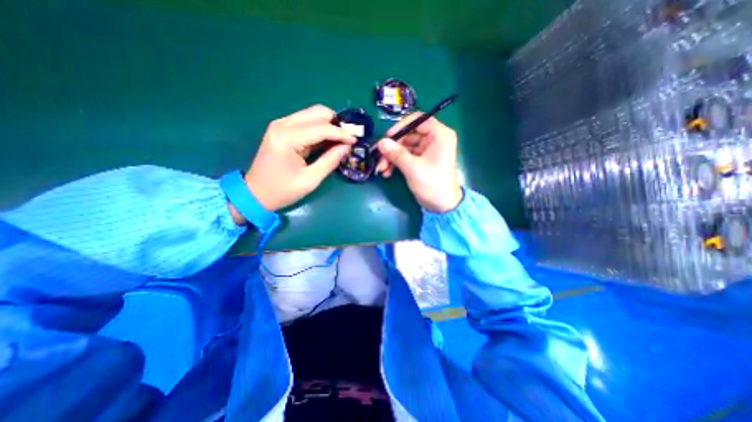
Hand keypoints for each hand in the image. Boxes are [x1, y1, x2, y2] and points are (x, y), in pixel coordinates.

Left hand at [228, 105, 355, 223]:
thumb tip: (347, 147)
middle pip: (317, 112)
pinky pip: (306, 122)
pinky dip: (320, 128)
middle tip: (349, 138)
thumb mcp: (310, 180)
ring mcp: (281, 125)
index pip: (322, 128)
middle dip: (336, 123)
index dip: (341, 133)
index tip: (356, 140)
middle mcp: (283, 125)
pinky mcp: (282, 129)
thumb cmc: (282, 190)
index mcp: (288, 138)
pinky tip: (329, 140)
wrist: (255, 193)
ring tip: (342, 139)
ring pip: (312, 114)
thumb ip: (330, 161)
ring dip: (329, 124)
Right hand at [380, 114, 460, 212]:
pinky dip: (396, 163)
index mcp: (439, 135)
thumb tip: (380, 142)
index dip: (400, 127)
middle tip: (379, 158)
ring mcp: (427, 150)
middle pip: (408, 135)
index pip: (418, 120)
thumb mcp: (413, 168)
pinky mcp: (421, 160)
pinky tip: (387, 172)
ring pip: (404, 146)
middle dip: (392, 147)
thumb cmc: (432, 185)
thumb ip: (396, 154)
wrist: (442, 205)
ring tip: (382, 169)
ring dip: (391, 157)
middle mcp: (434, 139)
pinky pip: (406, 156)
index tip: (387, 137)